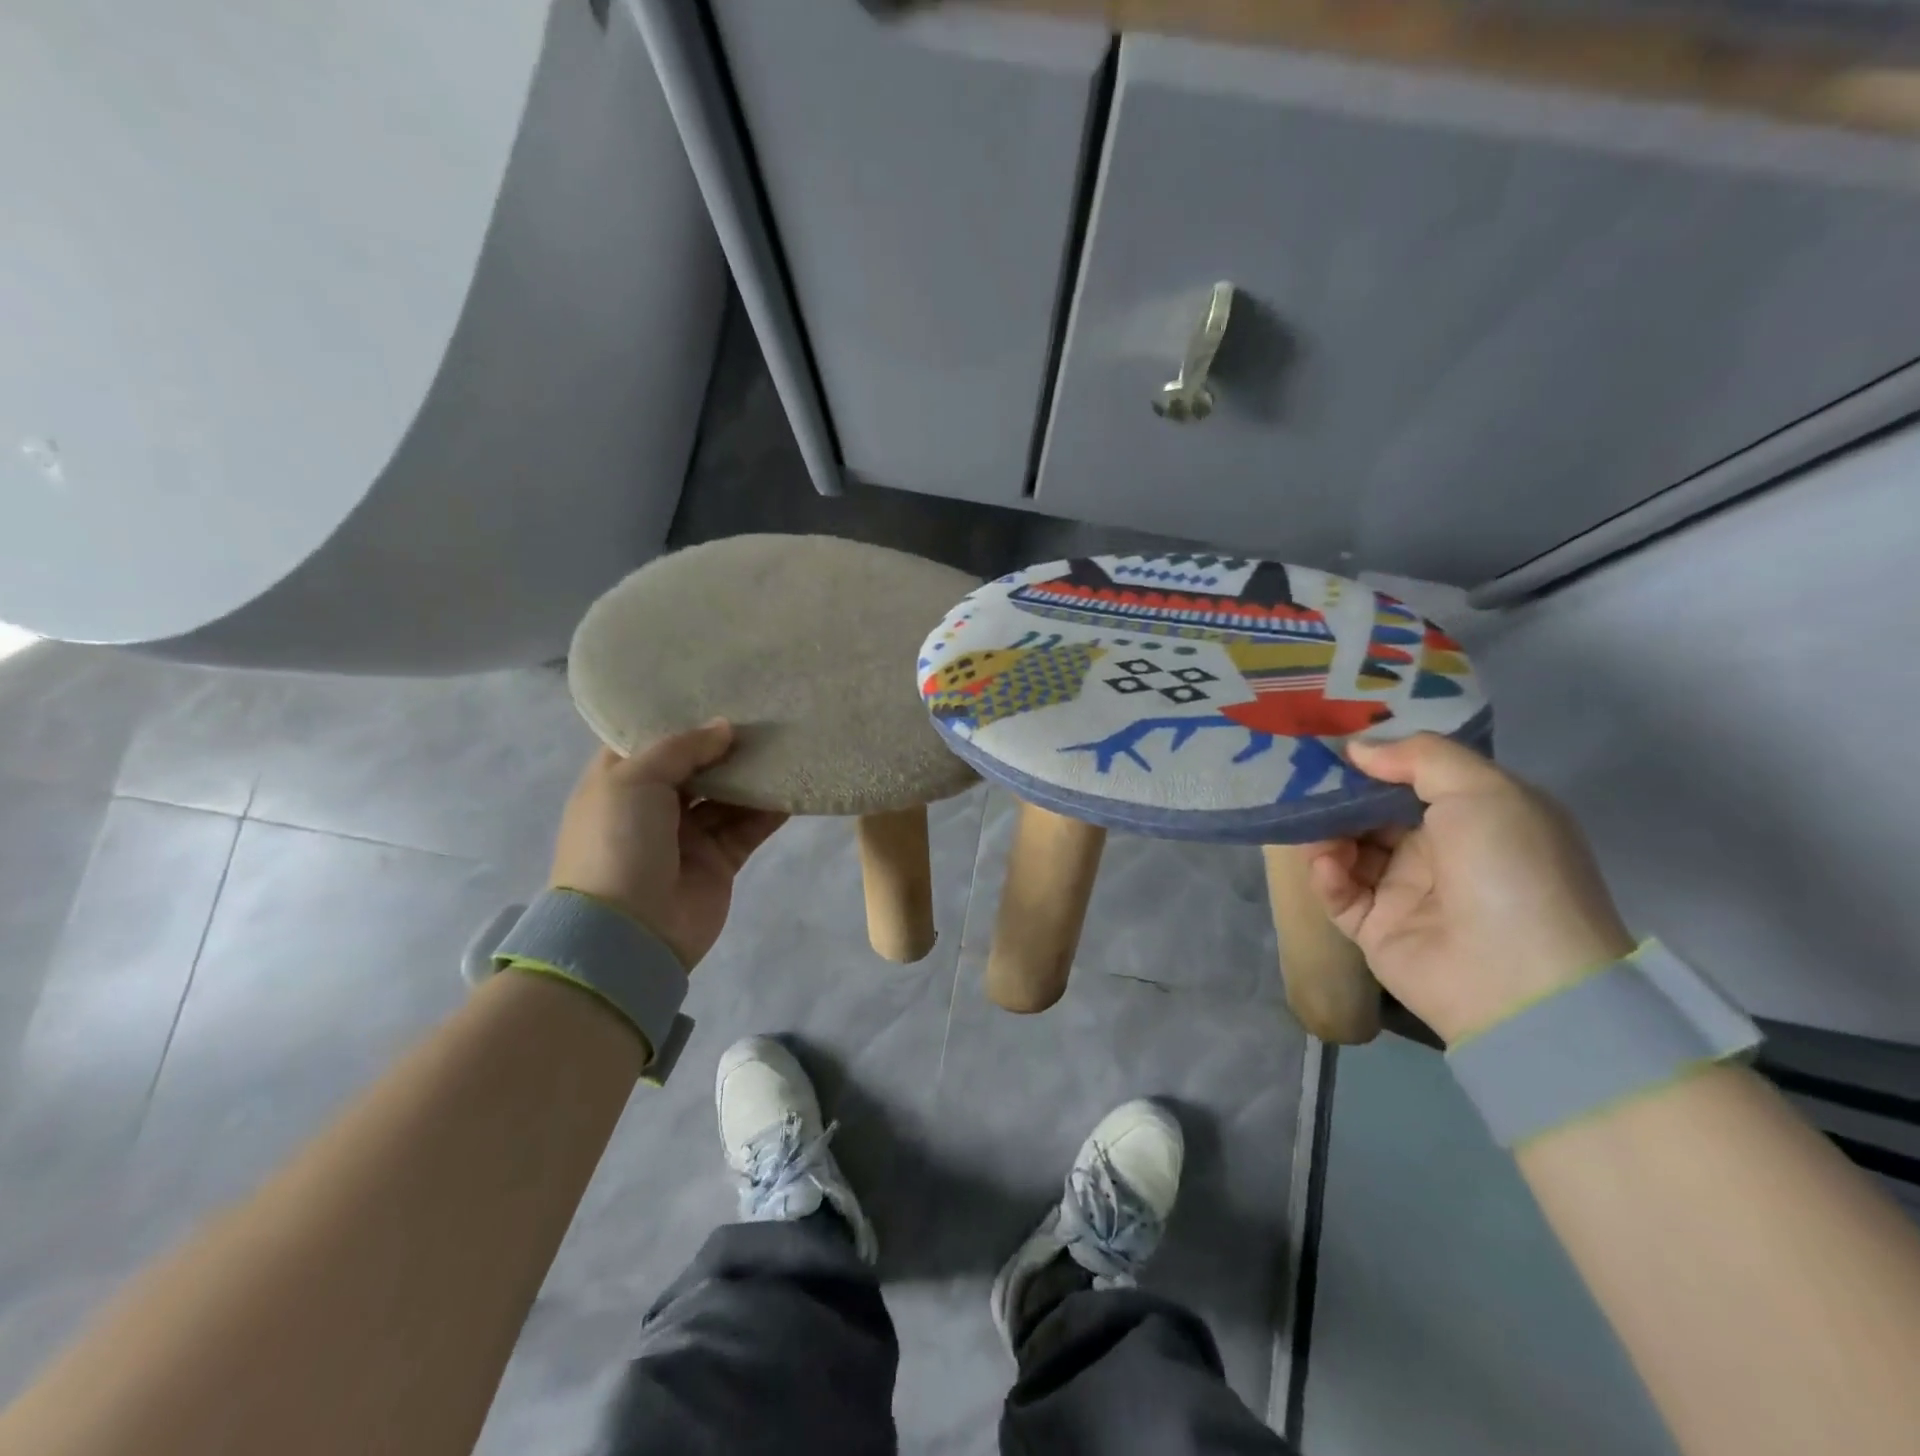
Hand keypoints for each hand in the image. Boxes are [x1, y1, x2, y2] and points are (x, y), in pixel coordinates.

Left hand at [549, 721, 786, 968]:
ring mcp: (688, 835)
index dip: (680, 717)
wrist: (628, 931)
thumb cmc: (618, 841)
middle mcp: (654, 806)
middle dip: (726, 744)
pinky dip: (770, 810)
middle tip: (764, 713)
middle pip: (696, 766)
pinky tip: (794, 786)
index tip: (717, 690)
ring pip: (728, 796)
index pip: (650, 741)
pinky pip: (749, 827)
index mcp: (620, 782)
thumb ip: (682, 748)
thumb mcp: (635, 779)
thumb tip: (725, 727)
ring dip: (753, 775)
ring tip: (786, 744)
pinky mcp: (720, 860)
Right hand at [1304, 733, 1634, 1044]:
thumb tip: (1357, 749)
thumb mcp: (1483, 790)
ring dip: (1327, 832)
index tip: (1332, 743)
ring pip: (1348, 848)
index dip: (1375, 760)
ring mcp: (1405, 892)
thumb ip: (1419, 757)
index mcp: (1474, 817)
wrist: (1520, 980)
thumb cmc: (1509, 868)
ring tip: (1311, 824)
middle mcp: (1439, 852)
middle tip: (1300, 779)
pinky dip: (1326, 874)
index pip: (1412, 779)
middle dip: (1339, 795)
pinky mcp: (1374, 928)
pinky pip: (1338, 892)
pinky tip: (1328, 865)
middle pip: (1372, 812)